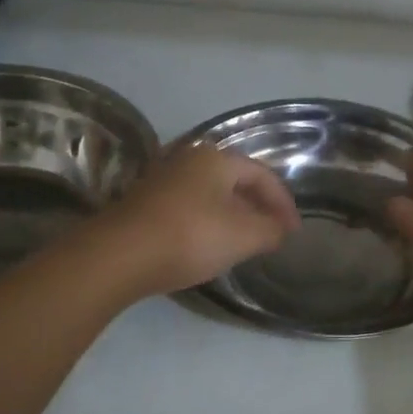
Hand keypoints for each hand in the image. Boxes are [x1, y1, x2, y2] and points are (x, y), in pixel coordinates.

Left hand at [97, 144, 299, 296]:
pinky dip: (206, 222)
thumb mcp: (244, 236)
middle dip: (258, 206)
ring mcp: (162, 178)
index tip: (293, 232)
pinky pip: (188, 207)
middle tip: (271, 233)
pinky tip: (207, 244)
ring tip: (244, 241)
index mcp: (216, 158)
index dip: (283, 203)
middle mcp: (188, 158)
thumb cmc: (190, 236)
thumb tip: (281, 229)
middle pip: (235, 180)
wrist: (119, 255)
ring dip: (232, 215)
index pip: (262, 175)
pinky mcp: (143, 202)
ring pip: (210, 194)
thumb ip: (271, 229)